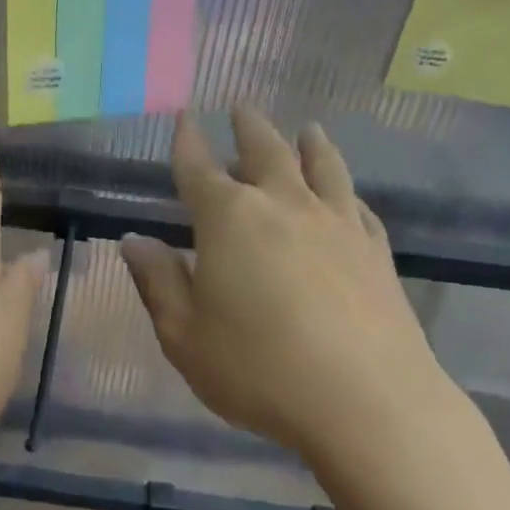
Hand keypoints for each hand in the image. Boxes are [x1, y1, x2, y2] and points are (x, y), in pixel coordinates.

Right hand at [122, 108, 457, 465]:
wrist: (366, 401)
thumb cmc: (258, 370)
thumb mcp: (184, 335)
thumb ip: (158, 282)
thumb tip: (134, 240)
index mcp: (229, 219)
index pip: (199, 169)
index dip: (187, 142)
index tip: (184, 118)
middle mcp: (283, 205)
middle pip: (265, 151)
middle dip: (248, 127)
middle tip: (241, 108)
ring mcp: (336, 223)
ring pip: (321, 166)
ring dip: (309, 143)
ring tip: (307, 129)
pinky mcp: (375, 249)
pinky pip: (358, 204)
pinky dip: (346, 189)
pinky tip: (346, 193)